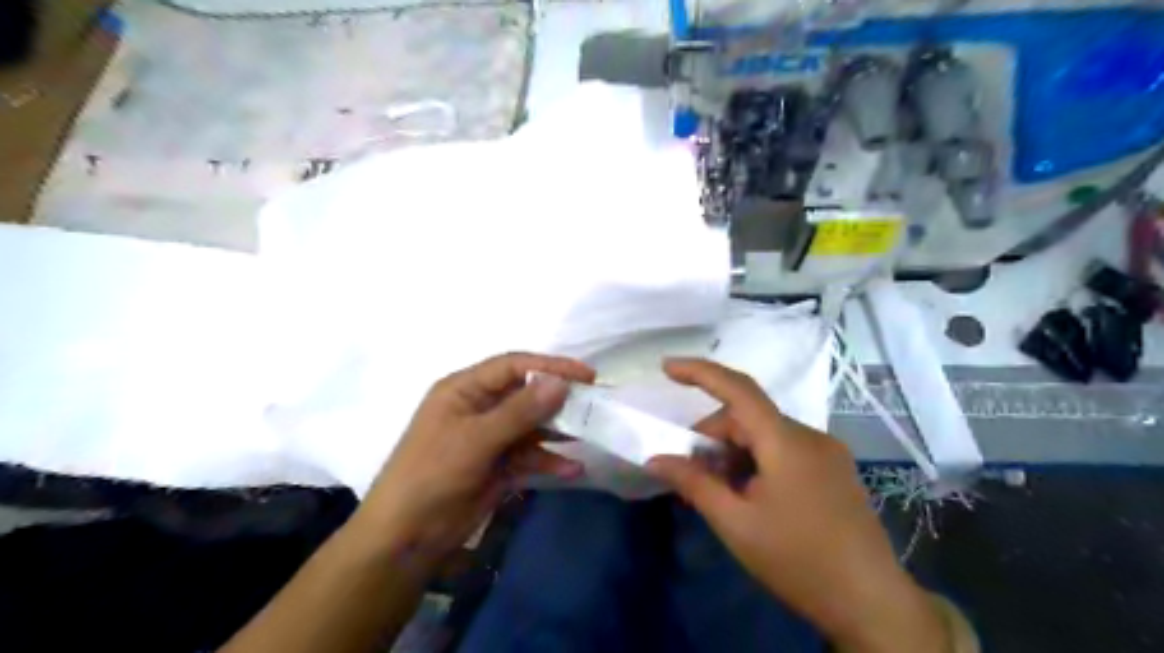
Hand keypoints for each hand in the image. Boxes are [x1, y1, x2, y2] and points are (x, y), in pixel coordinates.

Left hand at [354, 353, 593, 571]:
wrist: (406, 538)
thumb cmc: (433, 475)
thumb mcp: (476, 439)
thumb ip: (520, 411)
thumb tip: (560, 383)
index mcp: (464, 390)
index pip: (513, 366)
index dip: (550, 366)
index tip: (586, 376)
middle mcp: (479, 409)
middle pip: (526, 395)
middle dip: (558, 400)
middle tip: (594, 405)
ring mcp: (489, 439)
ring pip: (531, 426)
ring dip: (558, 431)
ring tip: (590, 434)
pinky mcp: (497, 467)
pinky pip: (529, 457)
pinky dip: (548, 462)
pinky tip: (572, 470)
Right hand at [640, 359, 948, 649]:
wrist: (872, 603)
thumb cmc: (798, 561)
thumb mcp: (736, 524)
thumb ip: (694, 484)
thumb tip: (655, 459)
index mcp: (786, 442)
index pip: (738, 389)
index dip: (700, 372)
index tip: (666, 368)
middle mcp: (810, 435)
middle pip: (748, 417)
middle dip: (713, 438)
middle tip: (693, 476)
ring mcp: (827, 451)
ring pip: (765, 434)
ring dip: (734, 453)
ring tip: (723, 494)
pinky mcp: (834, 469)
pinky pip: (784, 449)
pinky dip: (757, 461)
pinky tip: (751, 495)